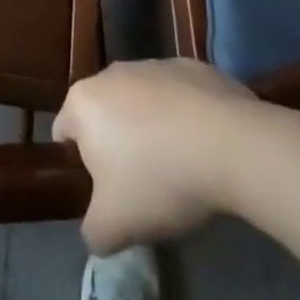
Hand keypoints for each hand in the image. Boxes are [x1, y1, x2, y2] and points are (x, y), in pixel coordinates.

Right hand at [52, 59, 260, 252]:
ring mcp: (155, 65)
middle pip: (105, 113)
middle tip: (144, 182)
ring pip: (143, 101)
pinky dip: (188, 116)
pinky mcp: (196, 68)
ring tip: (182, 164)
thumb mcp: (116, 226)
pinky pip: (182, 96)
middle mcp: (112, 74)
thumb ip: (93, 232)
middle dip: (118, 143)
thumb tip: (97, 234)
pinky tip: (210, 146)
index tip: (106, 190)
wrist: (236, 148)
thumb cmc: (160, 180)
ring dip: (153, 127)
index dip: (80, 164)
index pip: (64, 131)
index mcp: (82, 102)